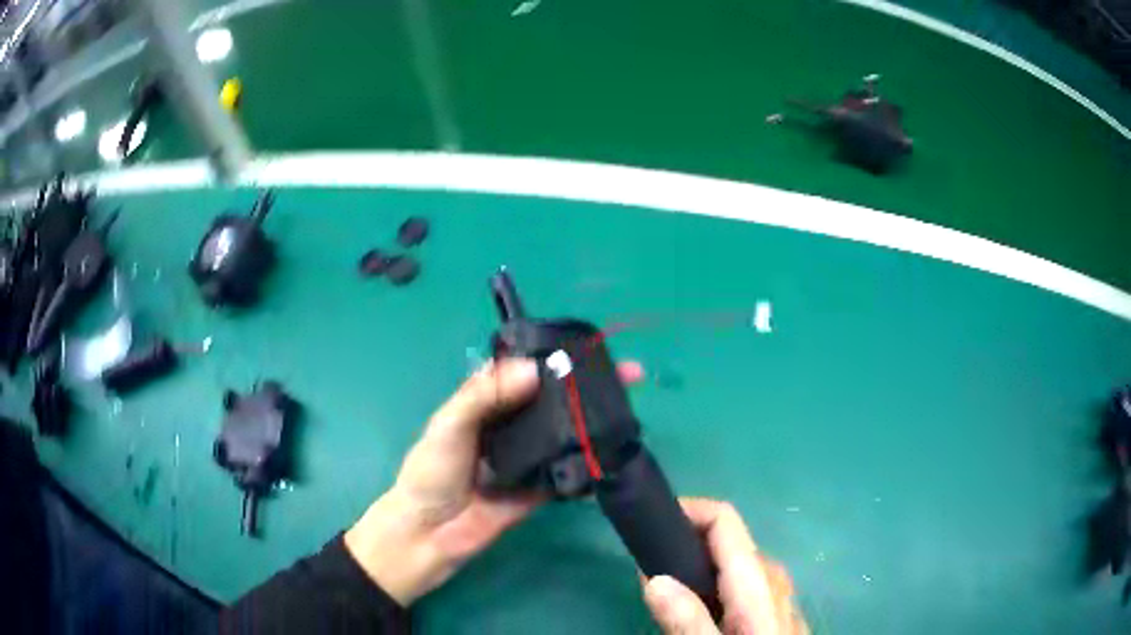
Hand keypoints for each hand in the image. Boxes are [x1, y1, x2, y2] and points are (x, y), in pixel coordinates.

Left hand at [345, 357, 644, 605]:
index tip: (591, 348)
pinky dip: (590, 461)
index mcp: (488, 401)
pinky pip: (570, 469)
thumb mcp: (449, 424)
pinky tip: (614, 448)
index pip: (526, 370)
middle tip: (628, 376)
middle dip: (587, 386)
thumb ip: (484, 395)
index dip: (555, 356)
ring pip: (566, 431)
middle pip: (554, 398)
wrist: (432, 533)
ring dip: (594, 419)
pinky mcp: (543, 485)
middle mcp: (513, 423)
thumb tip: (534, 372)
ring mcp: (530, 455)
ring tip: (628, 407)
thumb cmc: (431, 472)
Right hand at [643, 498, 806, 634]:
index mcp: (757, 580)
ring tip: (665, 591)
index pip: (725, 521)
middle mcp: (771, 578)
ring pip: (734, 565)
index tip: (651, 526)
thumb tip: (654, 579)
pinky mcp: (774, 611)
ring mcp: (777, 594)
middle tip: (647, 569)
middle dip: (686, 543)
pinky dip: (714, 586)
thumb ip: (688, 621)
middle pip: (728, 541)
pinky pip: (741, 585)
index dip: (689, 510)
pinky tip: (700, 613)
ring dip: (697, 567)